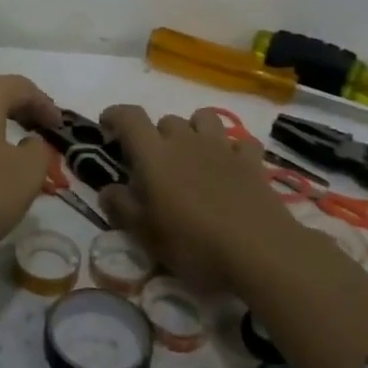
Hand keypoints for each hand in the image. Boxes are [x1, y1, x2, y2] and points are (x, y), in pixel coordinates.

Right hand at [97, 105, 299, 288]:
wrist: (260, 252)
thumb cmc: (193, 243)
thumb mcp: (146, 234)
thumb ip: (122, 207)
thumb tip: (107, 190)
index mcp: (154, 155)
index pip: (129, 117)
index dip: (115, 115)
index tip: (107, 126)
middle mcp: (185, 141)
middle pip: (166, 120)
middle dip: (156, 135)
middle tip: (155, 164)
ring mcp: (222, 148)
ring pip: (204, 118)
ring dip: (194, 130)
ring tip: (192, 155)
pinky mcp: (252, 161)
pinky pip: (240, 141)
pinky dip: (232, 148)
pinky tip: (230, 166)